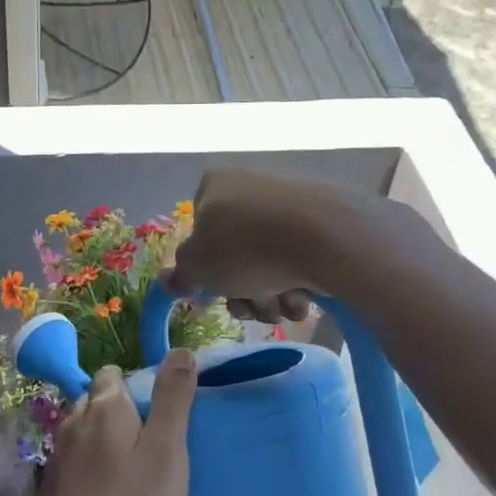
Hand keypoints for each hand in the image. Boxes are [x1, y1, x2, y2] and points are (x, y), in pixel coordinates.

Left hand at [21, 353, 197, 495]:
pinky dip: (93, 474)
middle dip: (124, 417)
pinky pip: (76, 466)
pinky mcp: (48, 490)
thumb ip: (172, 400)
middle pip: (98, 403)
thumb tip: (181, 350)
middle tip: (155, 454)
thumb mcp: (166, 455)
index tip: (162, 420)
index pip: (115, 374)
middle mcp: (72, 423)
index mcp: (102, 408)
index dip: (140, 388)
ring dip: (108, 447)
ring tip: (135, 481)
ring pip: (86, 436)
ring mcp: (55, 458)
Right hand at [164, 169, 357, 323]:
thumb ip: (181, 274)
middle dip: (243, 292)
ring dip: (270, 297)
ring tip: (282, 306)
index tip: (217, 293)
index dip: (206, 271)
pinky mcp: (321, 222)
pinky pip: (298, 259)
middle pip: (235, 256)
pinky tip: (304, 298)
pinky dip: (297, 284)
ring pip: (267, 264)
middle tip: (253, 308)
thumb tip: (170, 280)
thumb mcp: (197, 268)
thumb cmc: (246, 248)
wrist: (325, 237)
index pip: (199, 233)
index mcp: (215, 187)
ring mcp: (288, 204)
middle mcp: (249, 189)